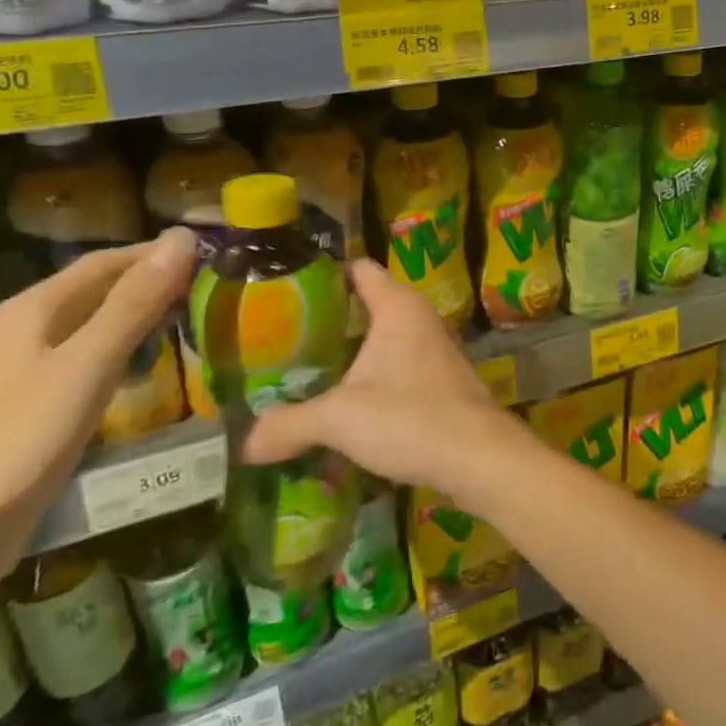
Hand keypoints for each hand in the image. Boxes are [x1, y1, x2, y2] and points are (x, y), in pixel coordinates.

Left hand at [0, 228, 195, 625]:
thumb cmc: (20, 442)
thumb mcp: (87, 366)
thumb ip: (135, 303)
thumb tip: (183, 239)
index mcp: (33, 309)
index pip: (108, 261)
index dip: (160, 253)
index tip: (216, 253)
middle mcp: (29, 329)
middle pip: (104, 290)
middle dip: (158, 284)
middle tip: (218, 288)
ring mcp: (32, 368)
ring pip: (102, 325)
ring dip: (148, 318)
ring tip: (202, 321)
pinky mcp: (41, 403)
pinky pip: (97, 360)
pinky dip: (133, 353)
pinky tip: (161, 368)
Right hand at [241, 258, 527, 503]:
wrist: (479, 456)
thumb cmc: (410, 418)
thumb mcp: (340, 419)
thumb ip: (290, 424)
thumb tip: (246, 441)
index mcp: (398, 307)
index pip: (359, 270)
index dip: (324, 275)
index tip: (285, 291)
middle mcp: (420, 318)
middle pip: (368, 305)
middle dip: (328, 322)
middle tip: (281, 341)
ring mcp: (435, 349)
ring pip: (383, 340)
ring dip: (350, 355)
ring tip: (304, 374)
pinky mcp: (442, 380)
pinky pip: (398, 366)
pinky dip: (372, 378)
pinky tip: (345, 405)